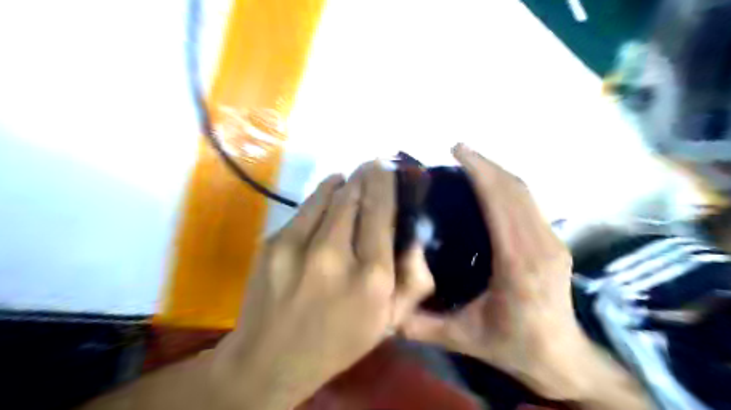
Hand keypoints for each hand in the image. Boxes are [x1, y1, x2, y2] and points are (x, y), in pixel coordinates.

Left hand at [211, 162, 435, 407]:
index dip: (385, 183)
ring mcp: (298, 246)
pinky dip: (320, 196)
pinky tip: (328, 193)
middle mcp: (336, 255)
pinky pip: (305, 208)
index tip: (387, 166)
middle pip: (354, 197)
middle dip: (366, 176)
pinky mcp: (273, 244)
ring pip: (328, 195)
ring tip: (351, 177)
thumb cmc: (338, 342)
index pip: (381, 212)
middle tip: (372, 165)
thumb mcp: (389, 321)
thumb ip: (413, 279)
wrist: (269, 360)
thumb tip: (414, 235)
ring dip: (343, 182)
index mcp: (372, 277)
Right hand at [399, 144, 621, 399]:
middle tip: (457, 150)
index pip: (501, 202)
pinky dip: (507, 185)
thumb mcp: (462, 339)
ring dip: (497, 171)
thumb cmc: (513, 346)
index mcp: (519, 263)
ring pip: (525, 192)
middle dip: (485, 163)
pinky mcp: (554, 241)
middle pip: (515, 188)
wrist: (561, 358)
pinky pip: (529, 202)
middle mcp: (541, 244)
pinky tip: (488, 185)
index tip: (456, 150)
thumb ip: (421, 326)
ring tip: (469, 161)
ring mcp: (552, 240)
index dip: (480, 171)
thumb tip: (385, 307)